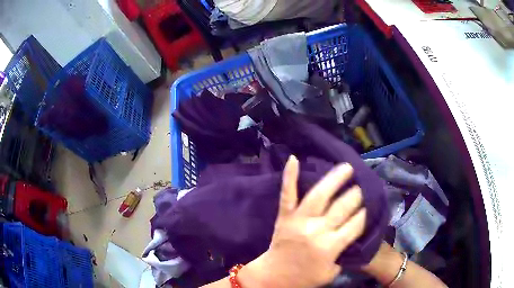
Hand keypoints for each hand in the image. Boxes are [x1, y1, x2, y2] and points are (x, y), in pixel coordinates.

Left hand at [239, 155, 366, 287]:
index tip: (370, 205)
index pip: (356, 223)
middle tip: (362, 188)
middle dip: (356, 195)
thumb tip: (354, 232)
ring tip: (347, 167)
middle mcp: (317, 230)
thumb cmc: (304, 278)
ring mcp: (299, 220)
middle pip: (343, 206)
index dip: (365, 213)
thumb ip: (344, 253)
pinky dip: (289, 176)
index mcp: (331, 247)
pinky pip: (287, 194)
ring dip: (335, 178)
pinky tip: (293, 159)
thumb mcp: (331, 272)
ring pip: (320, 194)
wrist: (273, 278)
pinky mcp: (284, 216)